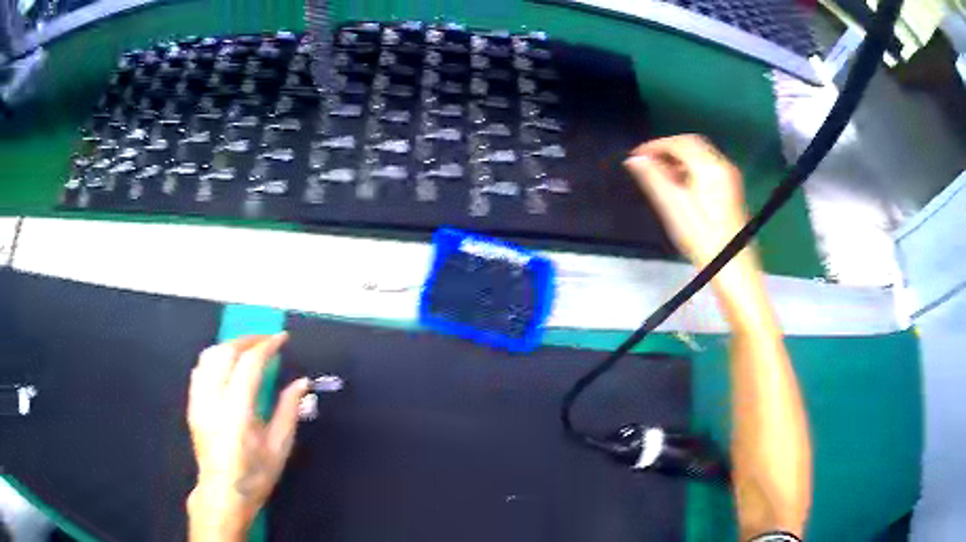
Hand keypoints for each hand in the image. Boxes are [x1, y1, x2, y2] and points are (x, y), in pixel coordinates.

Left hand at [187, 333, 308, 540]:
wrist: (222, 493)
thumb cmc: (254, 475)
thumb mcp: (279, 447)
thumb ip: (289, 410)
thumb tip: (301, 382)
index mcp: (237, 411)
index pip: (250, 364)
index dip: (267, 346)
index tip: (282, 339)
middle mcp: (214, 399)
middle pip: (226, 352)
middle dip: (248, 340)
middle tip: (267, 340)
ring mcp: (199, 400)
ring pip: (209, 356)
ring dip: (230, 346)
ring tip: (248, 349)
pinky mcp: (192, 404)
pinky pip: (200, 369)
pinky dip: (215, 358)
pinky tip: (227, 366)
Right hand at [624, 134, 751, 269]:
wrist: (731, 265)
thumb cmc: (701, 238)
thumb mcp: (673, 207)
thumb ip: (653, 178)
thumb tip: (635, 160)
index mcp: (709, 167)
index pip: (679, 142)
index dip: (655, 145)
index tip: (637, 156)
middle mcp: (722, 165)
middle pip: (691, 144)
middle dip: (668, 149)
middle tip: (648, 163)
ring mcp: (729, 177)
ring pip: (700, 155)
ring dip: (678, 158)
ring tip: (660, 175)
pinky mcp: (731, 189)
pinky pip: (708, 167)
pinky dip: (690, 168)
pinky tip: (679, 185)